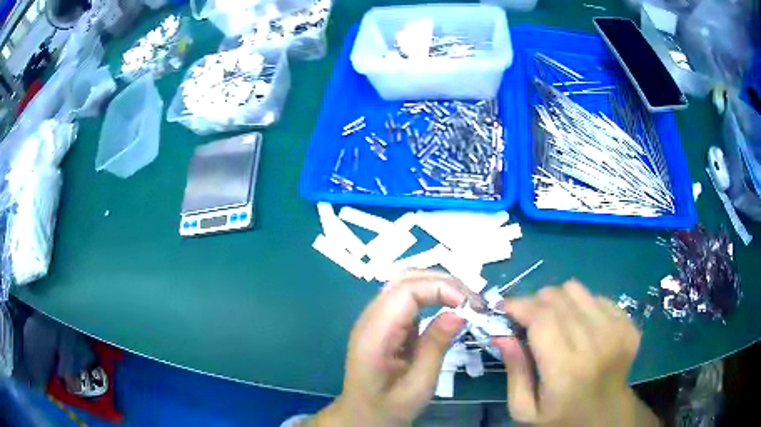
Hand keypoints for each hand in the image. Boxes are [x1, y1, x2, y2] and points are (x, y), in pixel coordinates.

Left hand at [313, 270, 470, 426]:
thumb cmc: (388, 407)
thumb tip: (459, 313)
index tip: (470, 305)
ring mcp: (375, 319)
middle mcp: (371, 318)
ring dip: (439, 286)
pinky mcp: (384, 324)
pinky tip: (449, 307)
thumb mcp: (418, 385)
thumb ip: (435, 347)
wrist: (361, 416)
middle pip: (405, 280)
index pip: (405, 290)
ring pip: (406, 284)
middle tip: (474, 301)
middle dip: (443, 282)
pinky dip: (432, 296)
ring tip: (466, 302)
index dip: (440, 288)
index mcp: (374, 334)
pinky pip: (407, 299)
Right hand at [492, 280, 658, 425]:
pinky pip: (596, 297)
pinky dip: (581, 305)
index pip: (542, 319)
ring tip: (553, 320)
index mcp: (566, 370)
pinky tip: (578, 326)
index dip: (520, 306)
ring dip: (557, 300)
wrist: (605, 417)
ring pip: (577, 290)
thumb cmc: (560, 418)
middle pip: (559, 299)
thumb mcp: (525, 410)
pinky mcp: (627, 324)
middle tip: (525, 318)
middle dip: (534, 301)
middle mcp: (596, 344)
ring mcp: (617, 330)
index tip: (505, 307)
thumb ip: (514, 372)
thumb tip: (502, 335)